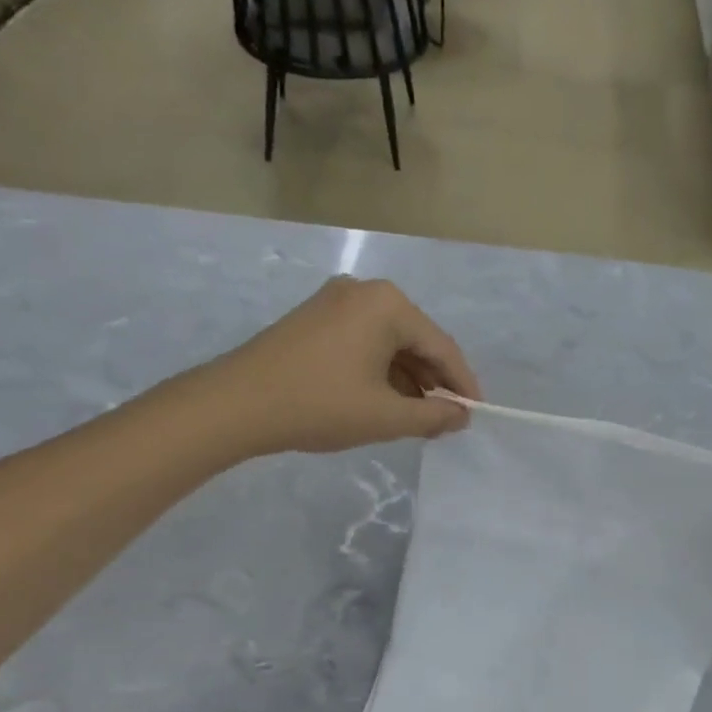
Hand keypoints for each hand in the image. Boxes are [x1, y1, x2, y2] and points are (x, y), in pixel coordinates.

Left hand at [204, 278, 481, 455]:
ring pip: (388, 343)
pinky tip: (384, 400)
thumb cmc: (319, 405)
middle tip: (445, 419)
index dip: (462, 383)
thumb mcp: (385, 417)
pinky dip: (379, 371)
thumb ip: (432, 416)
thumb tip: (461, 416)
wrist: (236, 404)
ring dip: (407, 380)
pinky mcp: (314, 318)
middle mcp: (364, 291)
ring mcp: (335, 301)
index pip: (441, 346)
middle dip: (433, 382)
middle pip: (415, 340)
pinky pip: (363, 342)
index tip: (475, 413)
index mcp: (388, 305)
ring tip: (416, 417)